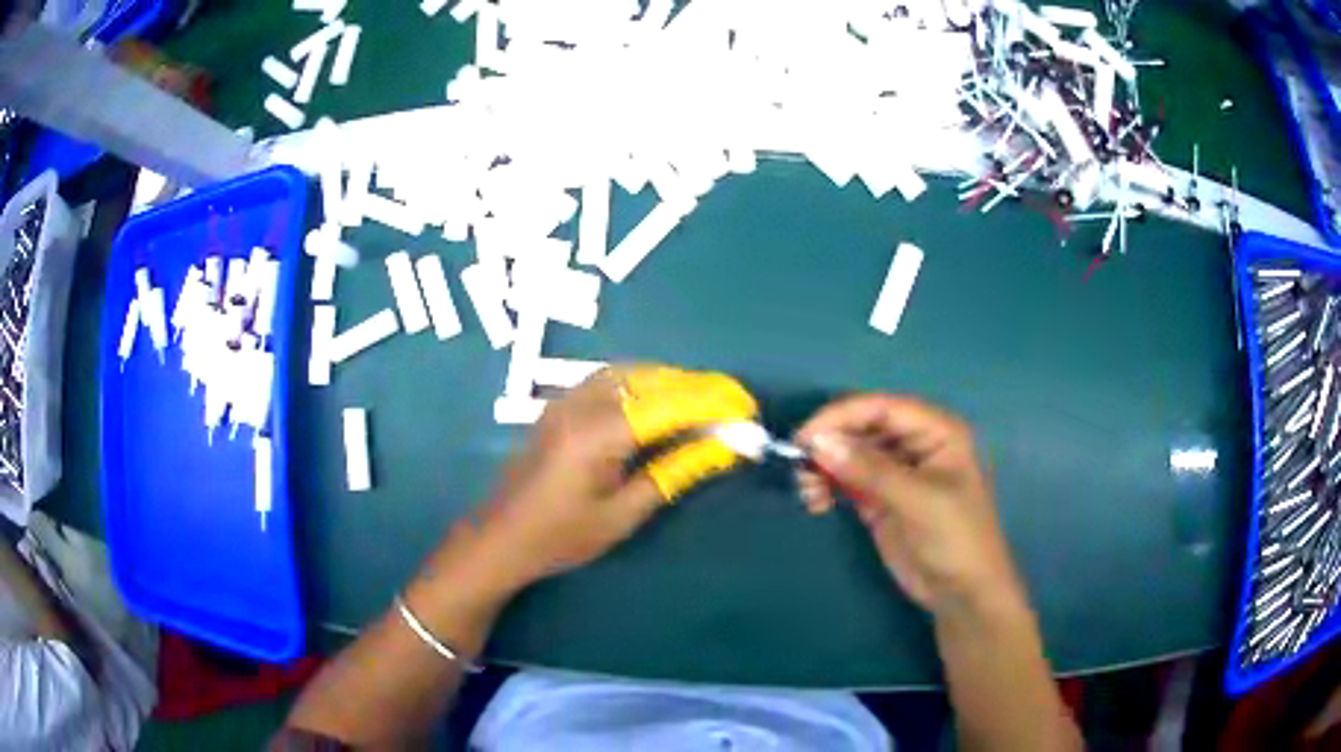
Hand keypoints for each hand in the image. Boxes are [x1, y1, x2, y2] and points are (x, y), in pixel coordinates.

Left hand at [467, 366, 756, 592]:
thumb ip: (672, 473)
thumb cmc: (561, 537)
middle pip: (651, 379)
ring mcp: (566, 399)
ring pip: (630, 372)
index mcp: (599, 435)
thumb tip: (720, 448)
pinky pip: (610, 379)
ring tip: (703, 401)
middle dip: (697, 387)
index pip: (670, 405)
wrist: (501, 537)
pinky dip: (643, 382)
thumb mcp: (623, 514)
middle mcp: (582, 404)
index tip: (747, 409)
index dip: (713, 403)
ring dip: (671, 381)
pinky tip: (659, 401)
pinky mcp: (559, 404)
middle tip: (731, 404)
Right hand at [794, 395, 1024, 617]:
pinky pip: (847, 480)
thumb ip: (870, 470)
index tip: (805, 436)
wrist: (962, 593)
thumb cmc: (955, 538)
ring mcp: (896, 471)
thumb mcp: (917, 500)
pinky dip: (828, 485)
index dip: (842, 415)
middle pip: (862, 426)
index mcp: (936, 430)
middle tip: (799, 465)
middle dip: (830, 442)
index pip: (882, 407)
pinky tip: (816, 502)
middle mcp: (915, 443)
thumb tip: (818, 442)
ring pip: (850, 453)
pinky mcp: (880, 497)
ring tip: (807, 490)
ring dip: (824, 466)